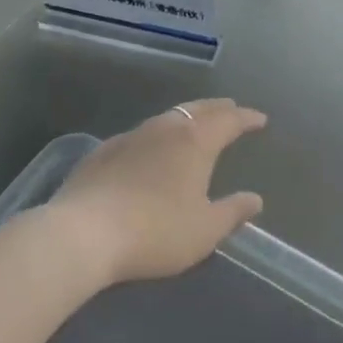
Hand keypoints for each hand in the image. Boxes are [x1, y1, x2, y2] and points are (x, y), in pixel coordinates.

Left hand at [49, 100, 265, 285]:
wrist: (82, 233)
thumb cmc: (155, 232)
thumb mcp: (204, 231)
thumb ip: (232, 212)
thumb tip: (255, 199)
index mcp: (195, 141)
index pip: (228, 120)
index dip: (246, 118)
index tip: (260, 119)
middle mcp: (165, 128)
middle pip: (197, 109)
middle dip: (218, 109)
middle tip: (231, 109)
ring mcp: (131, 136)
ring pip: (167, 117)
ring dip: (186, 118)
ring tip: (194, 126)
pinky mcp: (103, 151)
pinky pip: (141, 134)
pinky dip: (157, 135)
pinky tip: (151, 150)